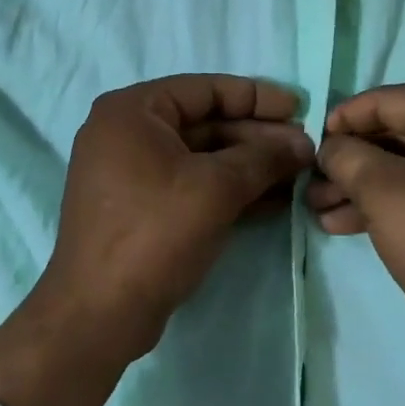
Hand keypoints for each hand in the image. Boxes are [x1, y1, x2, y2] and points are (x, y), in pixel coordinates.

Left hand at [37, 74, 314, 365]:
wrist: (99, 316)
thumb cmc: (155, 233)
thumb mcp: (217, 188)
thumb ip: (264, 158)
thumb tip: (305, 144)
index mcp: (132, 111)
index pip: (206, 90)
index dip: (257, 98)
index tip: (300, 108)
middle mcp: (127, 133)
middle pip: (206, 122)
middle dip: (258, 137)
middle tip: (304, 149)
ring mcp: (132, 172)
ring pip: (203, 156)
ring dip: (250, 165)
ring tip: (298, 174)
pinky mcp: (141, 207)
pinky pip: (192, 184)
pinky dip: (230, 189)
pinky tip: (274, 199)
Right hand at [312, 85, 404, 405]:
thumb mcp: (384, 193)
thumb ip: (347, 157)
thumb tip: (328, 146)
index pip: (387, 100)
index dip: (342, 119)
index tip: (309, 143)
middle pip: (396, 132)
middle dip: (349, 159)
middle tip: (309, 181)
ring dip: (361, 185)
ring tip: (316, 208)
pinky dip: (387, 202)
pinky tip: (343, 223)